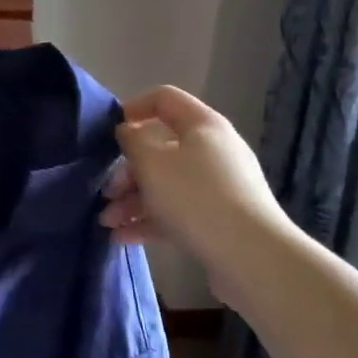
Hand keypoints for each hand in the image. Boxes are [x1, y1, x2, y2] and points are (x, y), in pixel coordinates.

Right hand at [99, 86, 290, 285]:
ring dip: (132, 200)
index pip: (164, 99)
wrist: (252, 258)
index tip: (109, 132)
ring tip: (107, 222)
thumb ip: (131, 140)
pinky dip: (149, 220)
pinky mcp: (218, 220)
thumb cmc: (196, 197)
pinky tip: (122, 237)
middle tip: (106, 191)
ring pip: (165, 184)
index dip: (133, 108)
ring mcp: (218, 187)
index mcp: (202, 125)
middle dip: (126, 170)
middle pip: (160, 148)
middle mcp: (213, 150)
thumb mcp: (152, 162)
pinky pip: (176, 211)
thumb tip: (128, 132)